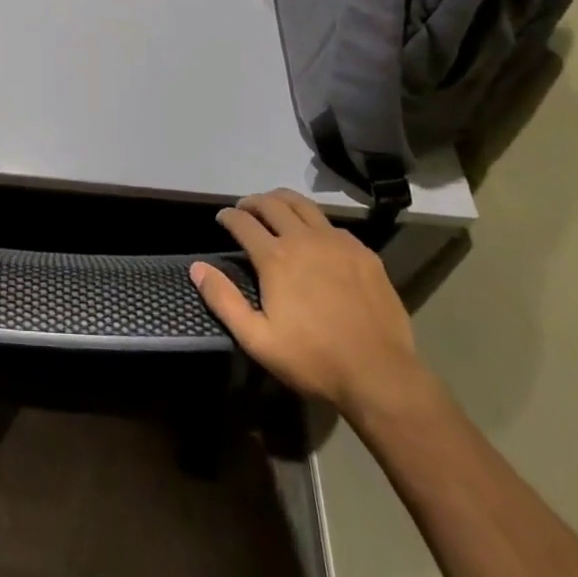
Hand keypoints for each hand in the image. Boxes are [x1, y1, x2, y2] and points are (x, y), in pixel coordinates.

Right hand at [190, 188, 423, 416]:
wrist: (380, 375)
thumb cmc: (314, 360)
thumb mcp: (258, 340)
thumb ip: (224, 300)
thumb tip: (197, 268)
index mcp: (275, 257)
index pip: (243, 222)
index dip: (228, 216)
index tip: (222, 218)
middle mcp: (303, 238)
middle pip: (271, 203)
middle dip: (252, 202)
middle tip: (245, 209)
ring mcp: (336, 242)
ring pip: (303, 204)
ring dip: (282, 201)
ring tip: (275, 208)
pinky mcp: (363, 252)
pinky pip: (332, 225)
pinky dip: (315, 223)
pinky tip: (316, 238)